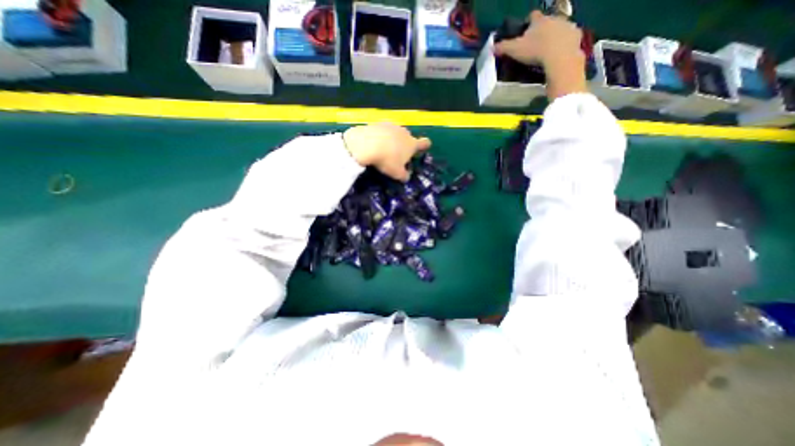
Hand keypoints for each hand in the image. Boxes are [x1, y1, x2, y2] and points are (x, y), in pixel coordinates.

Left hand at [344, 122, 432, 180]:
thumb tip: (407, 177)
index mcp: (412, 144)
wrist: (366, 144)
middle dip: (404, 145)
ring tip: (383, 150)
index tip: (423, 148)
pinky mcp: (378, 123)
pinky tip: (374, 144)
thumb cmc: (387, 160)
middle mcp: (404, 133)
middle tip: (396, 155)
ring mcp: (391, 126)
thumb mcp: (397, 173)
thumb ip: (404, 176)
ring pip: (395, 134)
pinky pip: (383, 131)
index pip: (424, 143)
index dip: (425, 145)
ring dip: (392, 140)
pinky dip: (381, 137)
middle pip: (408, 138)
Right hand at [495, 11, 585, 99]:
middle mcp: (554, 19)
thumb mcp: (515, 50)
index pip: (533, 16)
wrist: (560, 57)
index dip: (529, 21)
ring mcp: (567, 26)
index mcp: (539, 21)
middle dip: (542, 30)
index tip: (526, 29)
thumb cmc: (535, 51)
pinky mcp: (576, 35)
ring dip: (554, 36)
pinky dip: (565, 44)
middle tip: (536, 43)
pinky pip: (569, 38)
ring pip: (559, 28)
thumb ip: (503, 48)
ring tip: (548, 50)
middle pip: (547, 21)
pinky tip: (559, 53)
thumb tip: (492, 47)